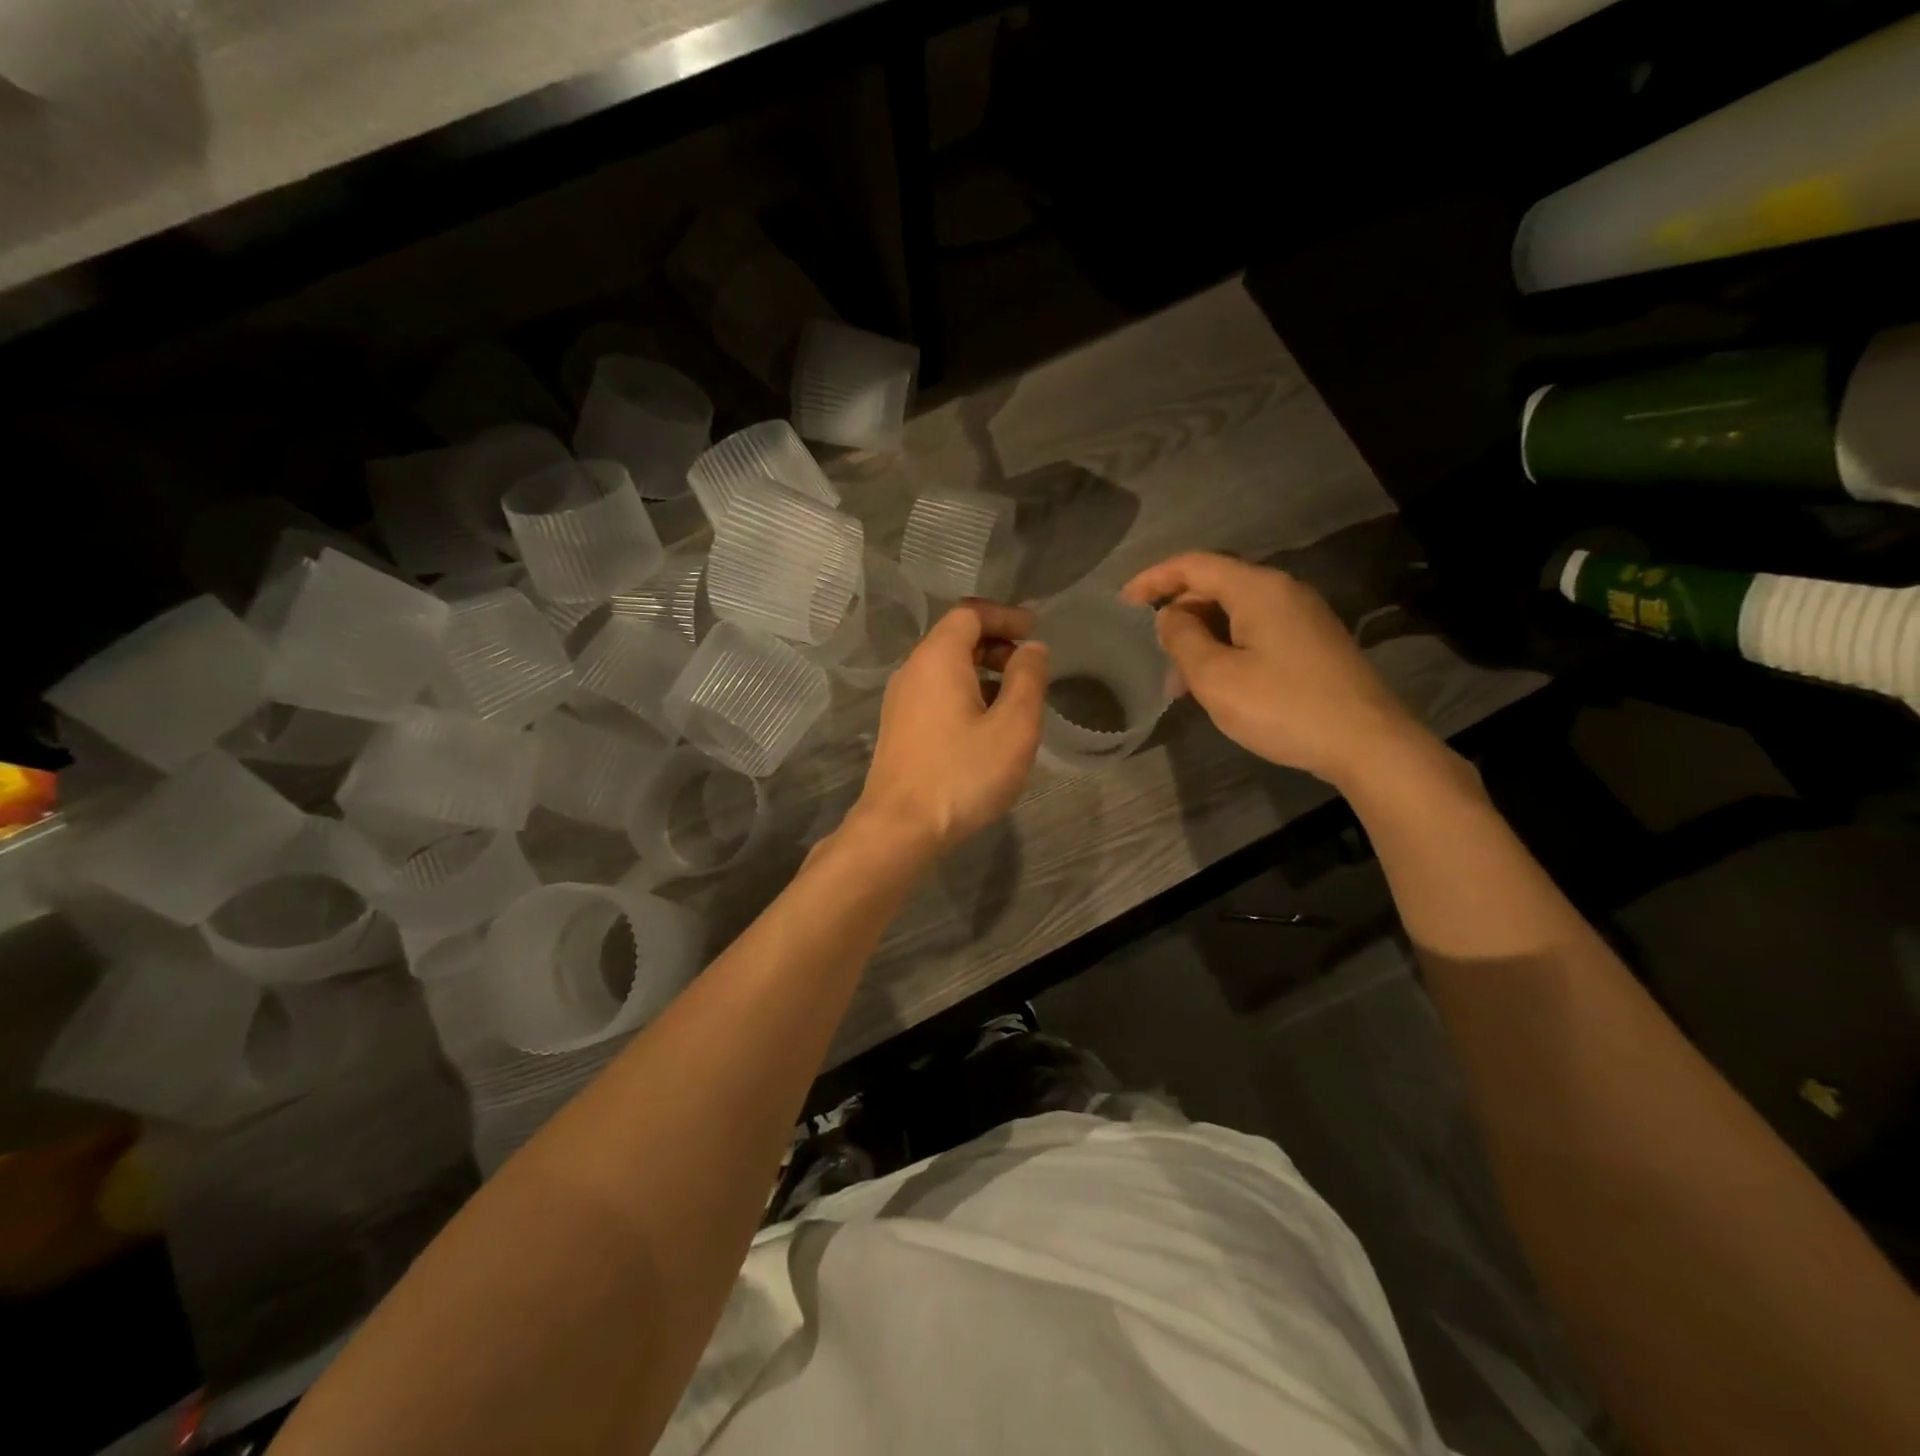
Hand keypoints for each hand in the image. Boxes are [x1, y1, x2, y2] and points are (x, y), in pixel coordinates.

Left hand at [849, 600, 1049, 856]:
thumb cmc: (963, 774)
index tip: (1034, 631)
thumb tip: (1032, 648)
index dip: (1005, 616)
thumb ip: (1028, 679)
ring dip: (982, 672)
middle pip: (955, 638)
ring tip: (1015, 699)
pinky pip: (935, 694)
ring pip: (945, 669)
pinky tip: (985, 725)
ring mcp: (900, 701)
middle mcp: (912, 670)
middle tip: (1029, 666)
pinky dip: (965, 693)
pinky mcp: (899, 729)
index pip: (970, 613)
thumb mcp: (1013, 726)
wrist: (900, 828)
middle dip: (995, 643)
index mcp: (938, 658)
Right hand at [1121, 552, 1429, 788]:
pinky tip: (1215, 682)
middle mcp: (1282, 591)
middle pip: (1215, 586)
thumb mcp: (1216, 676)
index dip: (1153, 579)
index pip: (1193, 564)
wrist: (1367, 743)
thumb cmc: (1283, 707)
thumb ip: (1182, 638)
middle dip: (1177, 614)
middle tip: (1150, 652)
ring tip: (1178, 679)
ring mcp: (1302, 617)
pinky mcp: (1312, 643)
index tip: (1122, 604)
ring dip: (1200, 637)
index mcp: (1257, 588)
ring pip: (1235, 613)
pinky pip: (1255, 631)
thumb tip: (1169, 616)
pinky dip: (1226, 647)